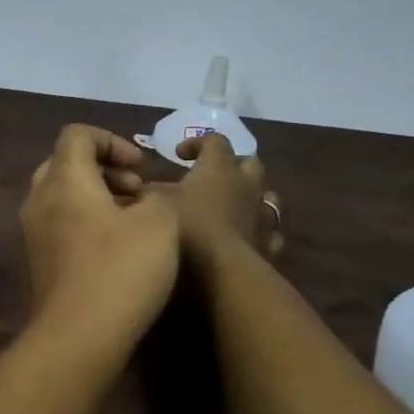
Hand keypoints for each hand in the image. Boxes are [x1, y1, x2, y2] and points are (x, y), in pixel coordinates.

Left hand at [21, 126, 179, 340]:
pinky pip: (60, 223)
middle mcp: (40, 199)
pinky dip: (86, 221)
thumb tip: (145, 200)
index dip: (112, 140)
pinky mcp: (38, 261)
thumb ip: (157, 198)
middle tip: (138, 189)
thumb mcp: (159, 223)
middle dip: (105, 168)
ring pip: (62, 195)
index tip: (140, 167)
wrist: (77, 337)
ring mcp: (34, 232)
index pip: (77, 134)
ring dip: (97, 196)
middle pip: (66, 163)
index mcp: (64, 179)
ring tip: (132, 218)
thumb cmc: (120, 269)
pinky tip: (115, 247)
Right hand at [162, 133, 285, 261]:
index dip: (197, 143)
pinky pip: (270, 231)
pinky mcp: (270, 243)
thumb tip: (143, 189)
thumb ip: (152, 194)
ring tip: (233, 207)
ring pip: (267, 195)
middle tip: (213, 178)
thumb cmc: (190, 229)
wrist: (225, 273)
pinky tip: (245, 239)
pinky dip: (258, 231)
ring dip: (251, 197)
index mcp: (219, 168)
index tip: (179, 155)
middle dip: (233, 166)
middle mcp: (247, 184)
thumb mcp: (160, 206)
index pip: (214, 140)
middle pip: (249, 162)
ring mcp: (263, 214)